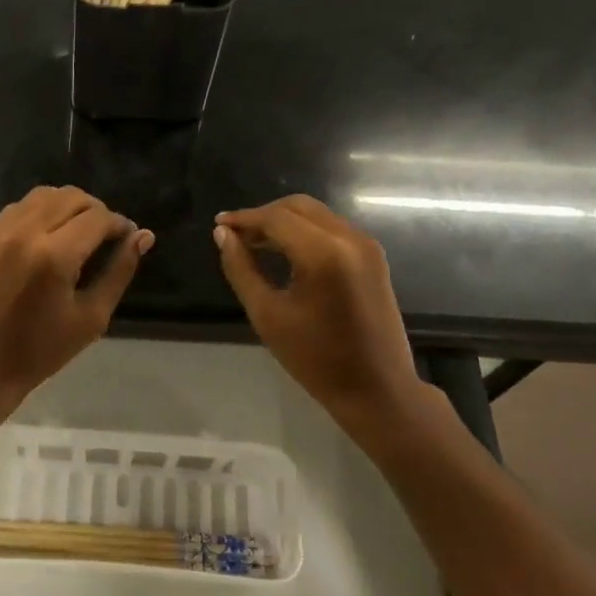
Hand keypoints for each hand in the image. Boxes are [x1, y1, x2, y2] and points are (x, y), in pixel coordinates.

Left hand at [0, 186, 152, 411]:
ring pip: (42, 195)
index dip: (119, 223)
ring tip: (78, 231)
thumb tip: (143, 237)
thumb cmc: (41, 352)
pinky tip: (48, 236)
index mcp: (55, 256)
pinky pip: (17, 209)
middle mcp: (25, 234)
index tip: (128, 237)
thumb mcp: (91, 317)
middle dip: (96, 210)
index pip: (97, 218)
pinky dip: (40, 212)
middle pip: (70, 197)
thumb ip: (119, 272)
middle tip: (106, 235)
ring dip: (67, 205)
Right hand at [214, 195, 420, 423]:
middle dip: (263, 215)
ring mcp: (366, 245)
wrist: (377, 389)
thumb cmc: (316, 359)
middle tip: (235, 236)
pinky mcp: (373, 256)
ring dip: (284, 222)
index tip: (218, 225)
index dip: (244, 218)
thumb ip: (241, 269)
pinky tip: (285, 251)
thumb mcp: (268, 315)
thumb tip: (223, 235)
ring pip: (316, 214)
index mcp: (324, 253)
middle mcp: (349, 238)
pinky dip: (304, 231)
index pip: (275, 218)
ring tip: (254, 243)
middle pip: (297, 207)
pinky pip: (331, 228)